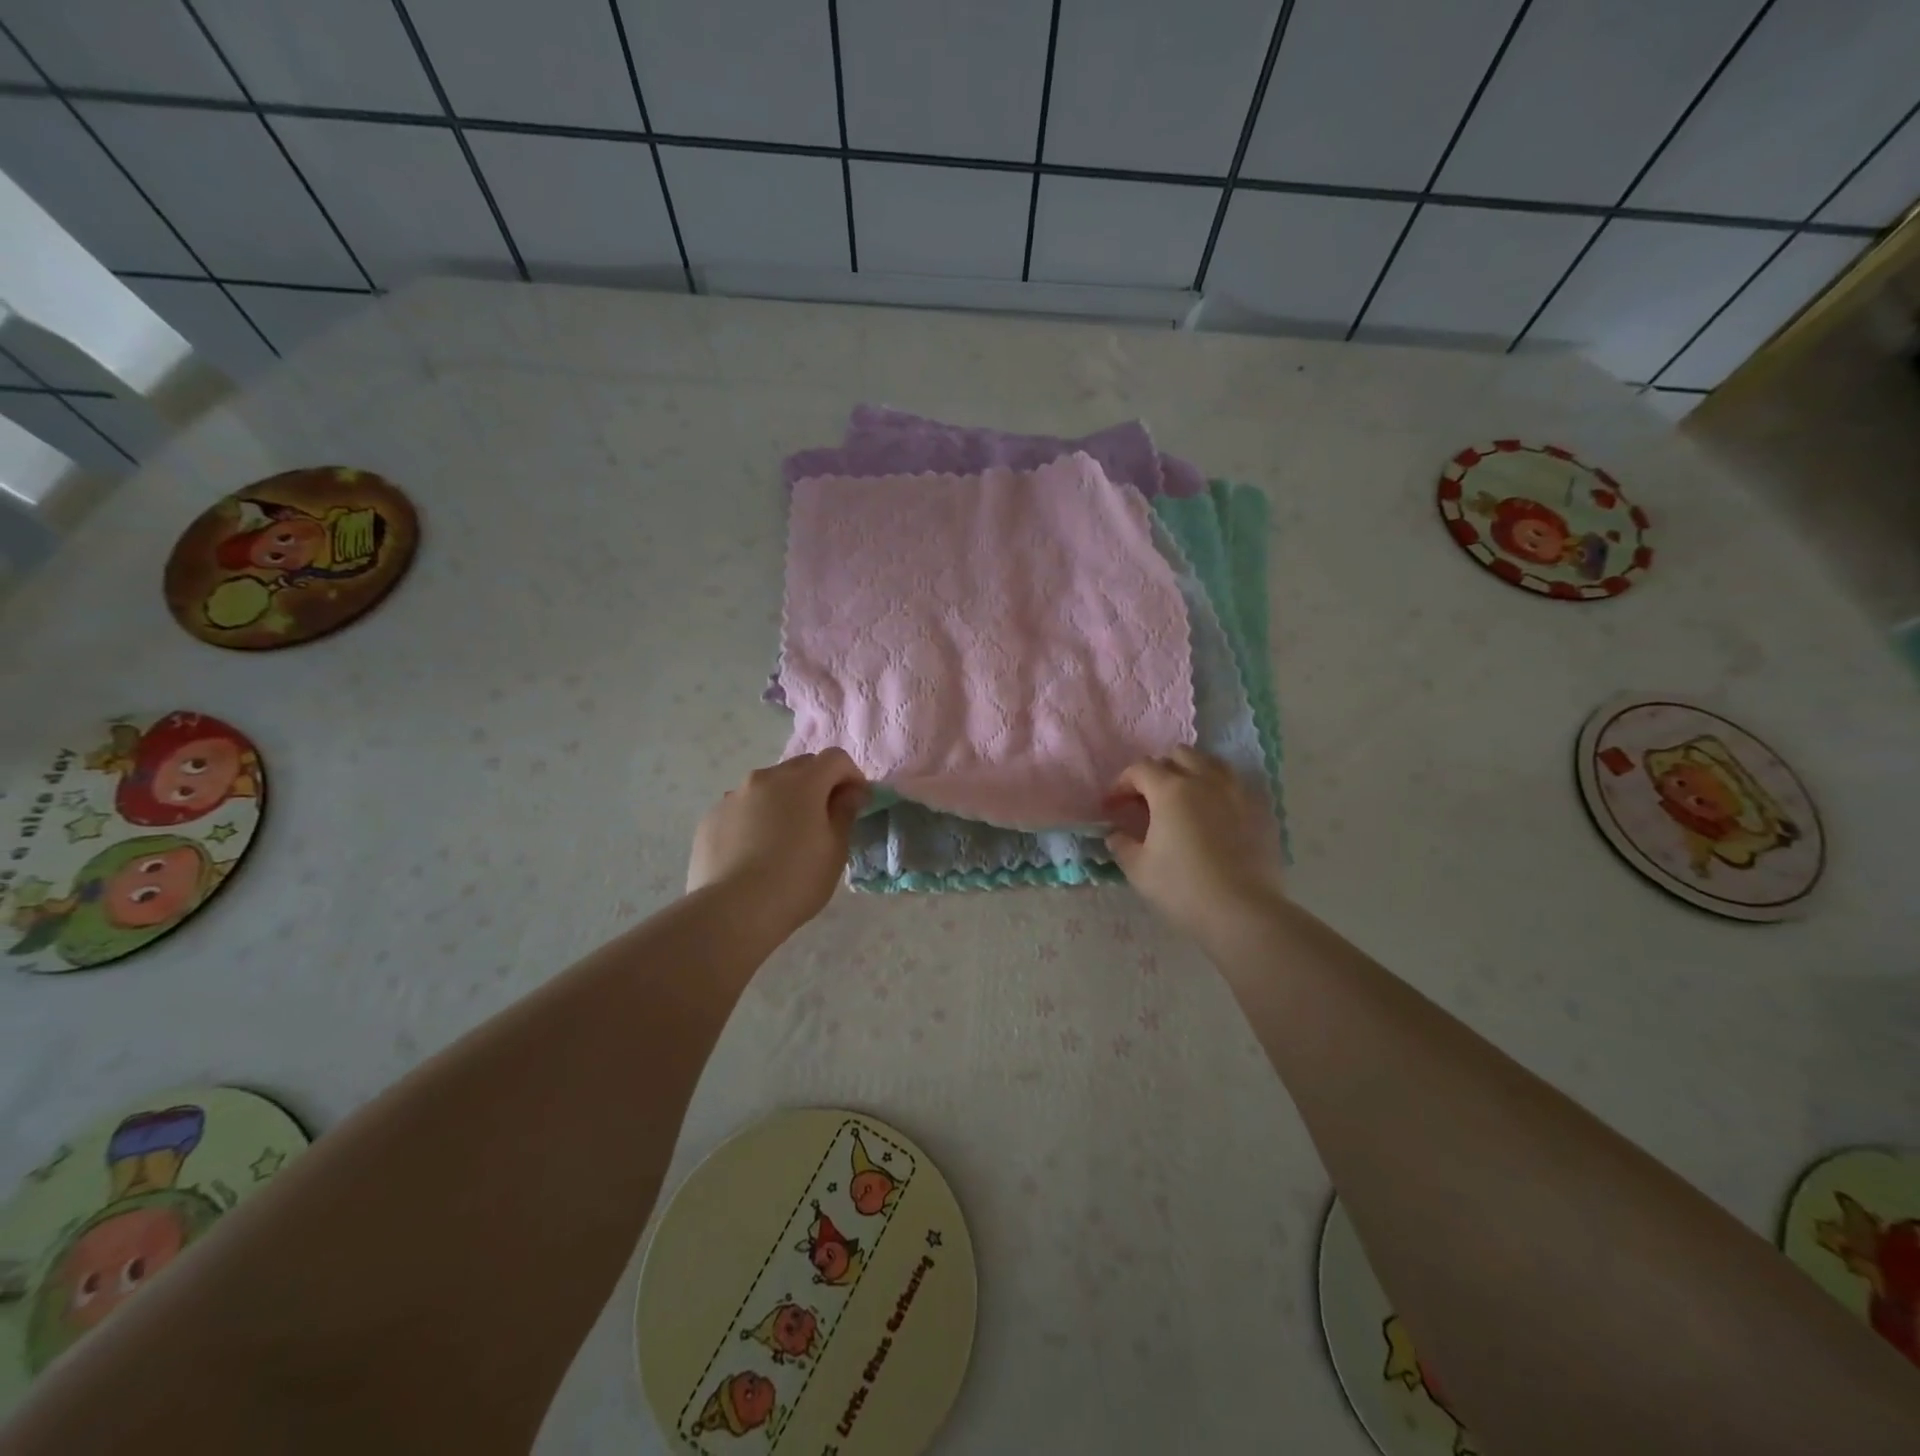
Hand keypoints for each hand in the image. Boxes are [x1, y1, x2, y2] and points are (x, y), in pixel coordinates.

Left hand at [687, 750, 868, 931]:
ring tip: (784, 838)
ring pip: (767, 787)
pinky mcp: (711, 818)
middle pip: (800, 768)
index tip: (856, 802)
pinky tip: (754, 853)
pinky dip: (755, 819)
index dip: (851, 776)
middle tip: (824, 819)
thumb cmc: (796, 879)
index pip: (835, 759)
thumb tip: (849, 792)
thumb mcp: (835, 849)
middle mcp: (765, 778)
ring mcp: (733, 796)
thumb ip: (844, 812)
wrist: (733, 911)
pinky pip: (742, 808)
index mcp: (802, 782)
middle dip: (818, 784)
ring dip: (783, 800)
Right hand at [1103, 748, 1282, 937]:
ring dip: (1192, 772)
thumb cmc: (1183, 888)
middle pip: (1178, 755)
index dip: (1121, 784)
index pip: (1140, 769)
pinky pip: (1236, 786)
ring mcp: (1237, 792)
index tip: (1113, 806)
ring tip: (1184, 798)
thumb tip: (1116, 835)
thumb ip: (1122, 845)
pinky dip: (1219, 790)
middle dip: (1158, 771)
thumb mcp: (1139, 869)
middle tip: (1149, 799)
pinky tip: (1215, 815)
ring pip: (1211, 763)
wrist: (1242, 912)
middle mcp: (1205, 780)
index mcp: (1171, 790)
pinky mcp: (1260, 810)